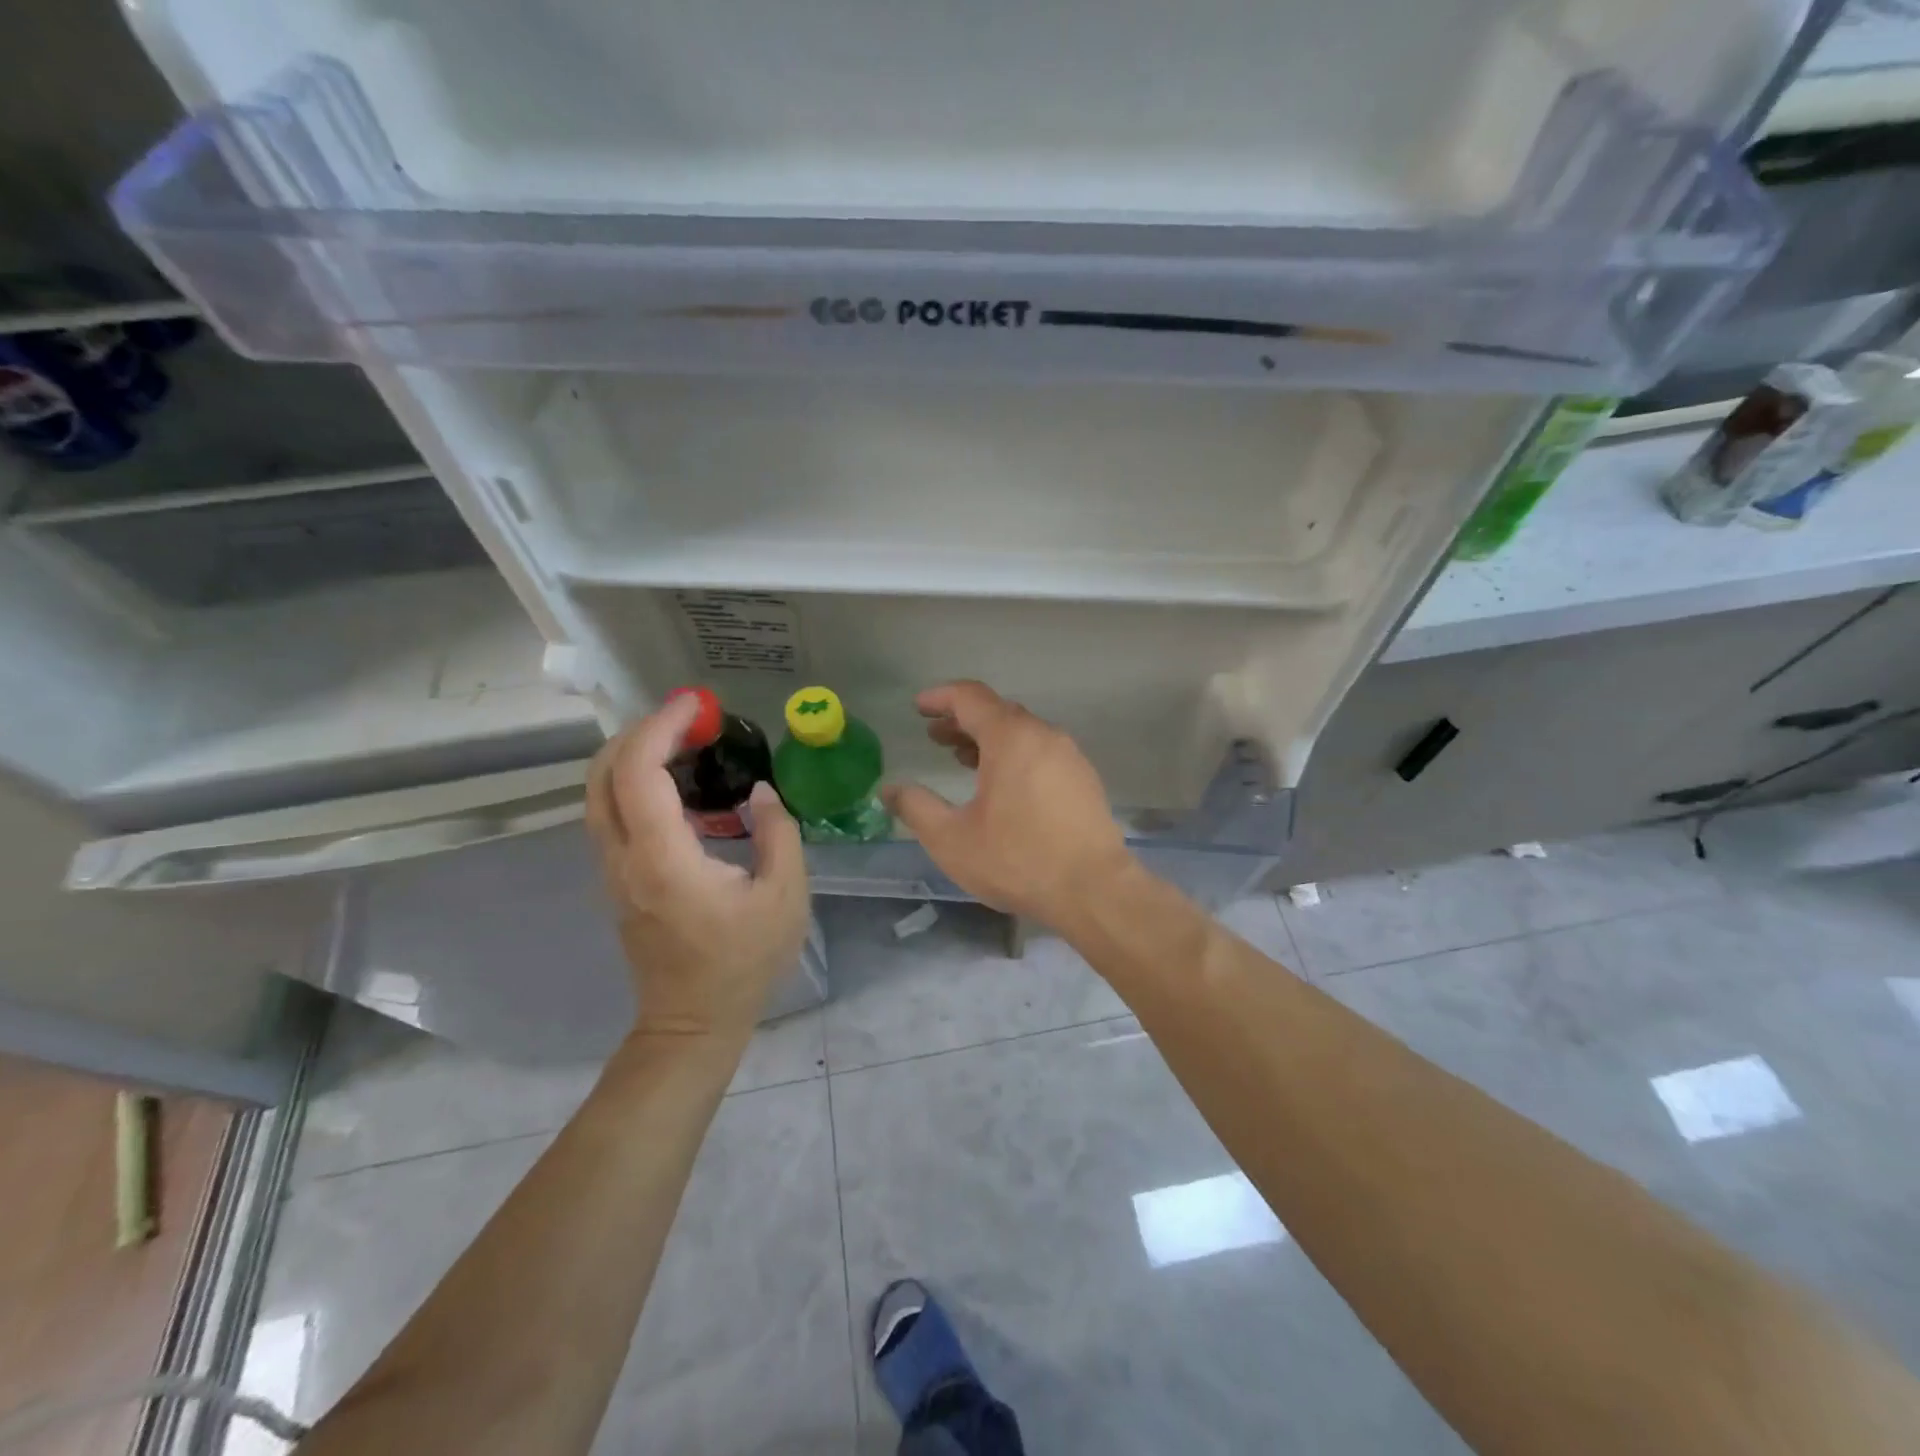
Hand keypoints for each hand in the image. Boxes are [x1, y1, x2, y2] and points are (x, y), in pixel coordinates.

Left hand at [586, 695, 809, 1041]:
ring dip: (633, 754)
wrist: (692, 1023)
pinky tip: (677, 783)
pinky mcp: (617, 880)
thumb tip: (760, 791)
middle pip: (602, 774)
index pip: (640, 773)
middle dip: (639, 731)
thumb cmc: (743, 963)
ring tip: (684, 741)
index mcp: (664, 860)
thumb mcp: (785, 897)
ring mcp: (612, 871)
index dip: (661, 728)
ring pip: (599, 793)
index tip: (695, 704)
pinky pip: (612, 814)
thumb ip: (778, 834)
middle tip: (689, 718)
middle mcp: (624, 859)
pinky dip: (634, 781)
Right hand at [883, 681, 1134, 929]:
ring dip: (988, 738)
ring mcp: (1069, 756)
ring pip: (1022, 732)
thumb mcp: (952, 839)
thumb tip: (890, 790)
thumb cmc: (1017, 860)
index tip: (918, 707)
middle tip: (935, 736)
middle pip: (997, 712)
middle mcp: (1044, 735)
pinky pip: (1041, 751)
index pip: (970, 697)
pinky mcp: (1083, 778)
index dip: (941, 697)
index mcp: (1011, 738)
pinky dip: (1014, 754)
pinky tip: (1002, 784)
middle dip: (962, 719)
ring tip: (962, 759)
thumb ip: (916, 807)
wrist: (1093, 890)